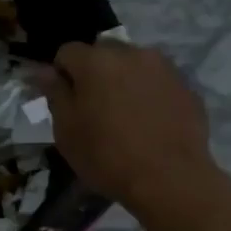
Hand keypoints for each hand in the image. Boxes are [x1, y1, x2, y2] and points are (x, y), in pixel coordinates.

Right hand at [41, 39, 218, 216]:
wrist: (170, 179)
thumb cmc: (107, 157)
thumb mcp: (67, 132)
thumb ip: (55, 94)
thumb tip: (44, 72)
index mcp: (96, 61)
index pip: (67, 51)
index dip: (60, 74)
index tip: (63, 101)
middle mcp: (131, 53)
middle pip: (103, 52)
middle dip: (94, 72)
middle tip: (93, 108)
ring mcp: (163, 67)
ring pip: (133, 64)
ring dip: (123, 80)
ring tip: (124, 115)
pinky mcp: (186, 86)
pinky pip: (157, 81)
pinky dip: (148, 93)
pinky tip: (149, 123)